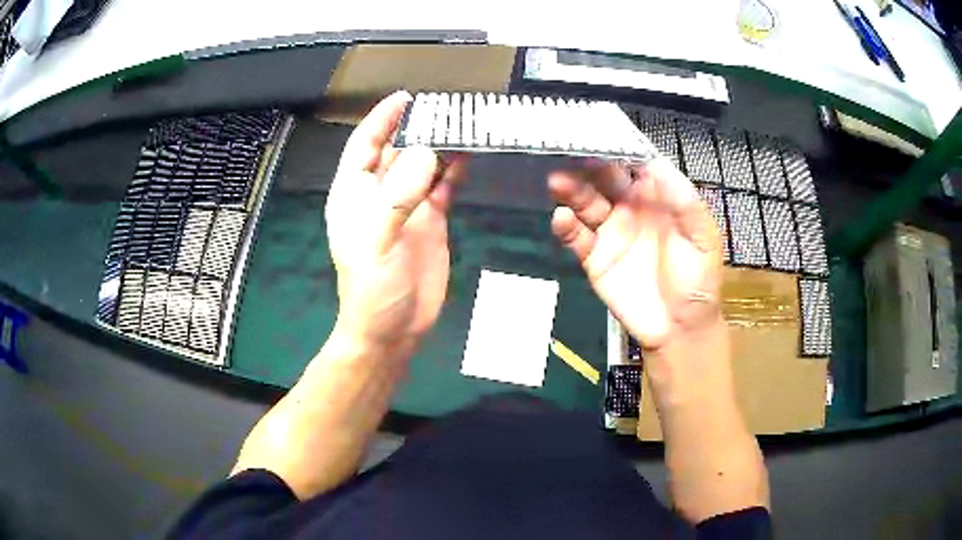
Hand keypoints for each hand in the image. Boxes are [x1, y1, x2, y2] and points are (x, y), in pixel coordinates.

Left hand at [325, 91, 465, 358]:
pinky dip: (454, 170)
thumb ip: (397, 197)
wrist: (393, 331)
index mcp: (355, 195)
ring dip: (439, 145)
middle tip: (447, 106)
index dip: (382, 119)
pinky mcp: (431, 221)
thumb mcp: (377, 243)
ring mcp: (407, 206)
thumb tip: (426, 153)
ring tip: (462, 124)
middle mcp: (380, 194)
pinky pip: (443, 186)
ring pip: (423, 165)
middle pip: (397, 149)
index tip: (405, 97)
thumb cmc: (372, 290)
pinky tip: (468, 156)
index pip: (365, 145)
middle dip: (417, 126)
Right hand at [548, 158, 722, 352]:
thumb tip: (657, 164)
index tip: (601, 135)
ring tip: (557, 181)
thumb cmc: (698, 281)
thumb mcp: (702, 239)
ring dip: (571, 191)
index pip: (633, 166)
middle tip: (569, 152)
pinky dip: (566, 227)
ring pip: (585, 204)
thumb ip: (684, 202)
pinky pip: (577, 238)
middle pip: (603, 180)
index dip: (618, 150)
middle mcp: (630, 209)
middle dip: (587, 165)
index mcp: (657, 199)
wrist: (680, 330)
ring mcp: (611, 234)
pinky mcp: (595, 259)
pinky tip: (561, 218)